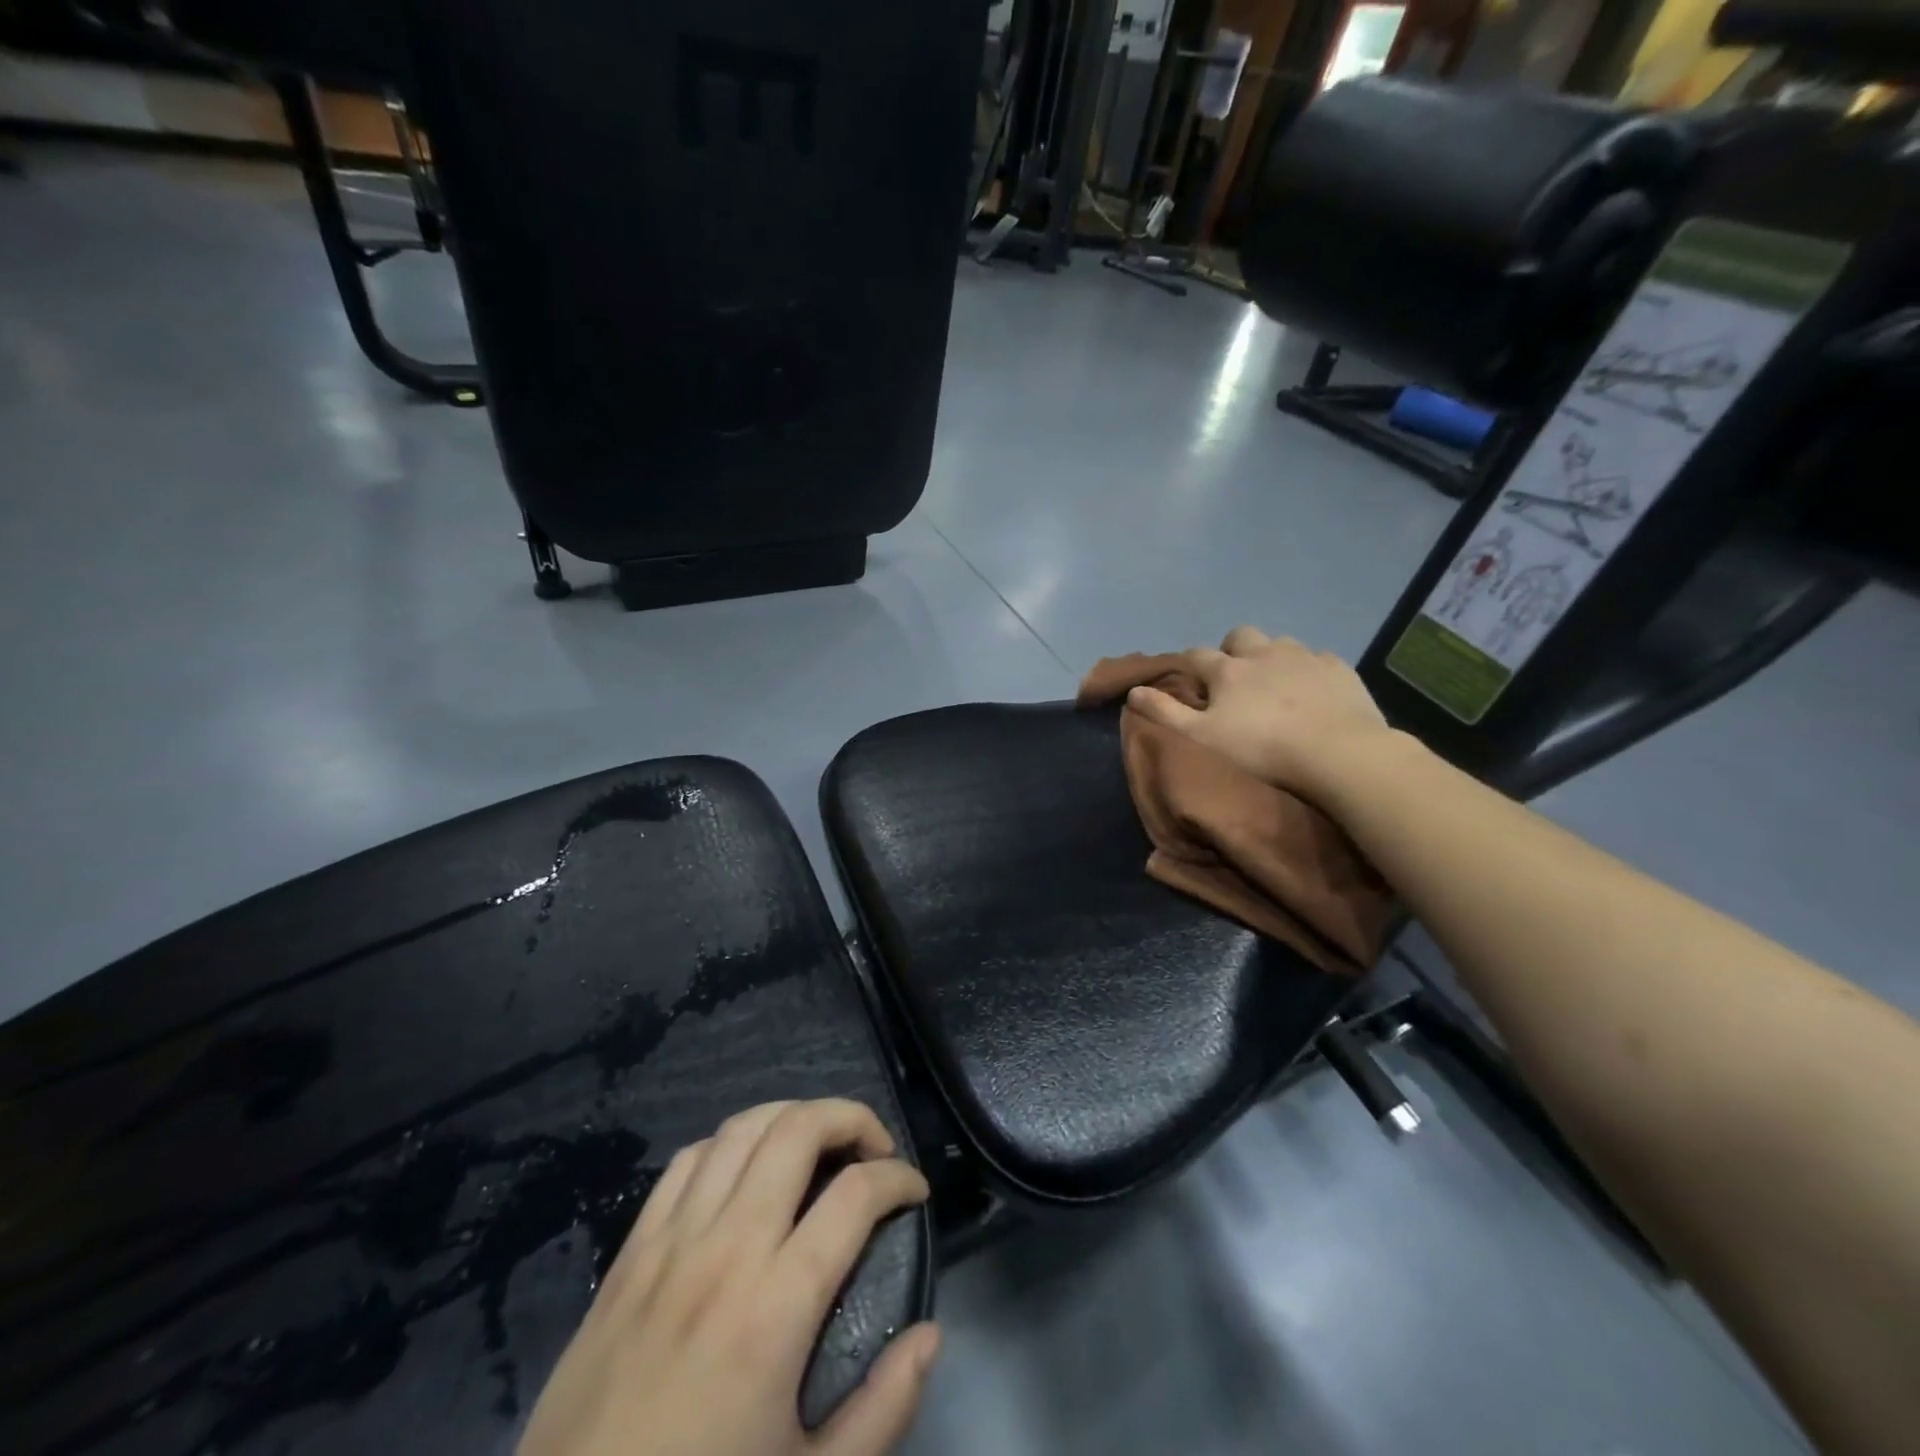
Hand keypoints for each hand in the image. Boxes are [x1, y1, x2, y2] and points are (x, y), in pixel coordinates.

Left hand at [519, 1099, 938, 1455]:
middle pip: (798, 1130)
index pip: (856, 1195)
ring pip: (742, 1128)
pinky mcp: (632, 1248)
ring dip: (793, 1117)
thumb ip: (883, 1410)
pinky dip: (731, 1142)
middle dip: (851, 1119)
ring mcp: (673, 1240)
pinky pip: (689, 1159)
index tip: (916, 1193)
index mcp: (776, 1306)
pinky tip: (747, 1170)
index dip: (900, 1179)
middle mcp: (728, 1248)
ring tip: (819, 1145)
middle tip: (875, 1149)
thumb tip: (931, 1334)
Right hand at [1126, 627, 1395, 795]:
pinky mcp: (1338, 668)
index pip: (1197, 655)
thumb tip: (1134, 691)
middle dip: (1232, 650)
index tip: (1192, 684)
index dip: (1190, 666)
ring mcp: (1304, 656)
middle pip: (1240, 636)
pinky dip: (1308, 670)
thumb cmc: (1261, 749)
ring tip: (1275, 685)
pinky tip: (1312, 691)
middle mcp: (1263, 652)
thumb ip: (1165, 712)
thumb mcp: (1201, 737)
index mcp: (1227, 669)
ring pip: (1280, 643)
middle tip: (1235, 679)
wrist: (1336, 753)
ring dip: (1271, 657)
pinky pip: (1317, 659)